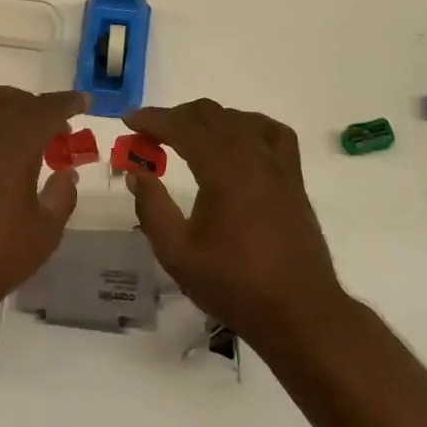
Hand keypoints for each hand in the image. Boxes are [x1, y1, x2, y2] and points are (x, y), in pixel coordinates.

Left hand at [0, 50, 87, 319]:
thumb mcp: (44, 234)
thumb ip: (61, 196)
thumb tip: (65, 172)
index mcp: (16, 148)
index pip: (48, 112)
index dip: (69, 104)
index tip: (84, 103)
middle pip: (18, 104)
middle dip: (41, 109)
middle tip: (55, 129)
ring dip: (8, 99)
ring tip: (20, 111)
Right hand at [125, 100, 348, 348]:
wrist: (298, 311)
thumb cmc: (234, 284)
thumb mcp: (177, 253)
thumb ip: (152, 208)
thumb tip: (137, 174)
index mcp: (223, 171)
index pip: (183, 127)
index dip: (153, 119)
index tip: (128, 121)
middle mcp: (253, 157)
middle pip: (211, 115)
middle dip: (176, 116)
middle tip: (149, 133)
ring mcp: (278, 166)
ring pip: (240, 119)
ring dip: (208, 119)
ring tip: (187, 135)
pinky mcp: (293, 179)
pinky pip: (272, 133)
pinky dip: (248, 125)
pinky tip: (238, 140)